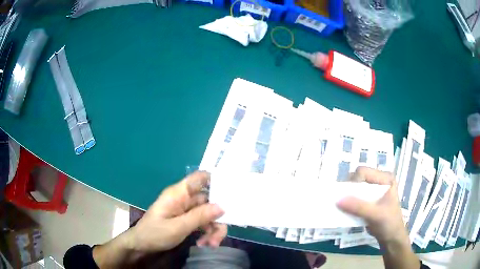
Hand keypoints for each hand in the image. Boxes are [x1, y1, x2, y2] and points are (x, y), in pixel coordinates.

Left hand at [129, 171, 226, 252]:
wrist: (142, 245)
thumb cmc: (155, 233)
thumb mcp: (177, 227)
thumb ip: (199, 216)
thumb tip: (222, 206)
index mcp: (179, 193)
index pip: (199, 178)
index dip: (216, 180)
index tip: (232, 193)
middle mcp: (185, 199)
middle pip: (209, 201)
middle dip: (217, 217)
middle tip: (219, 235)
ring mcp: (187, 210)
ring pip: (209, 214)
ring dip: (213, 229)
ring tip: (211, 244)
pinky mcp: (188, 220)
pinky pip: (204, 223)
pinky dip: (207, 233)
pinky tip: (204, 244)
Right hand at [336, 167, 407, 244]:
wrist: (392, 238)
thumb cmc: (389, 224)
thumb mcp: (376, 215)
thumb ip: (359, 207)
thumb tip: (338, 200)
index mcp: (385, 178)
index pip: (363, 172)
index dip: (353, 182)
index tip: (347, 197)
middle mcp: (379, 180)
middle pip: (357, 178)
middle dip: (349, 189)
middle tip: (343, 203)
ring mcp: (373, 190)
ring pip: (354, 188)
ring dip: (347, 197)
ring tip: (343, 208)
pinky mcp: (368, 200)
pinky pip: (354, 197)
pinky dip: (348, 203)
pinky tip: (345, 211)